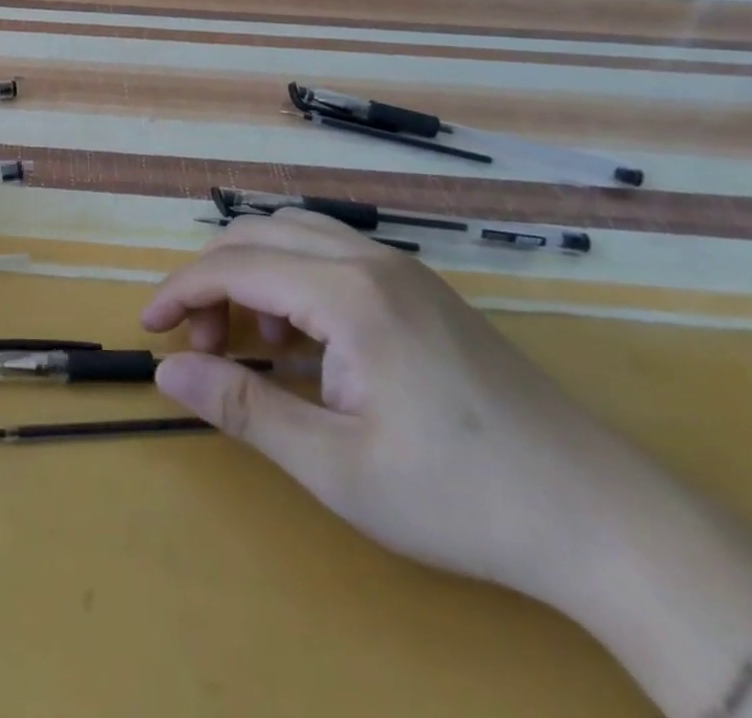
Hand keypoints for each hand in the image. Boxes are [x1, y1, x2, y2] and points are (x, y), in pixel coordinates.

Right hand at [140, 211, 686, 612]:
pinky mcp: (422, 290)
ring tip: (252, 342)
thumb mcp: (335, 467)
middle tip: (203, 345)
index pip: (233, 266)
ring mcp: (403, 270)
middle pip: (259, 234)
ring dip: (253, 273)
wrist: (603, 519)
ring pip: (296, 235)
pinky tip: (306, 343)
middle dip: (212, 279)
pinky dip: (294, 280)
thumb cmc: (459, 497)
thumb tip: (166, 372)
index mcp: (347, 293)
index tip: (148, 328)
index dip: (180, 292)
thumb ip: (243, 408)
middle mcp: (370, 260)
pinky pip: (333, 255)